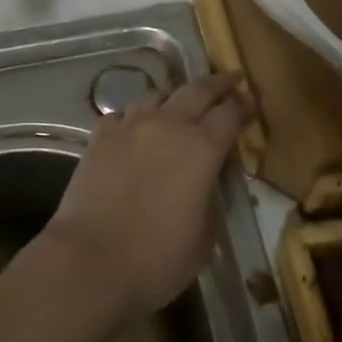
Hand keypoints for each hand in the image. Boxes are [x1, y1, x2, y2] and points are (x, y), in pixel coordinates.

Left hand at [44, 73, 251, 319]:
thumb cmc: (157, 258)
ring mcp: (130, 126)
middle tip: (231, 79)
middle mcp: (168, 125)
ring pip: (158, 95)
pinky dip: (136, 117)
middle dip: (218, 83)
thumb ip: (211, 196)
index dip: (244, 106)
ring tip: (181, 103)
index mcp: (202, 148)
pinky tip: (135, 128)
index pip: (230, 114)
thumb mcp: (205, 236)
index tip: (252, 102)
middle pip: (198, 90)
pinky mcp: (100, 137)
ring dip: (175, 97)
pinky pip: (123, 115)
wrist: (90, 261)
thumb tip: (207, 179)